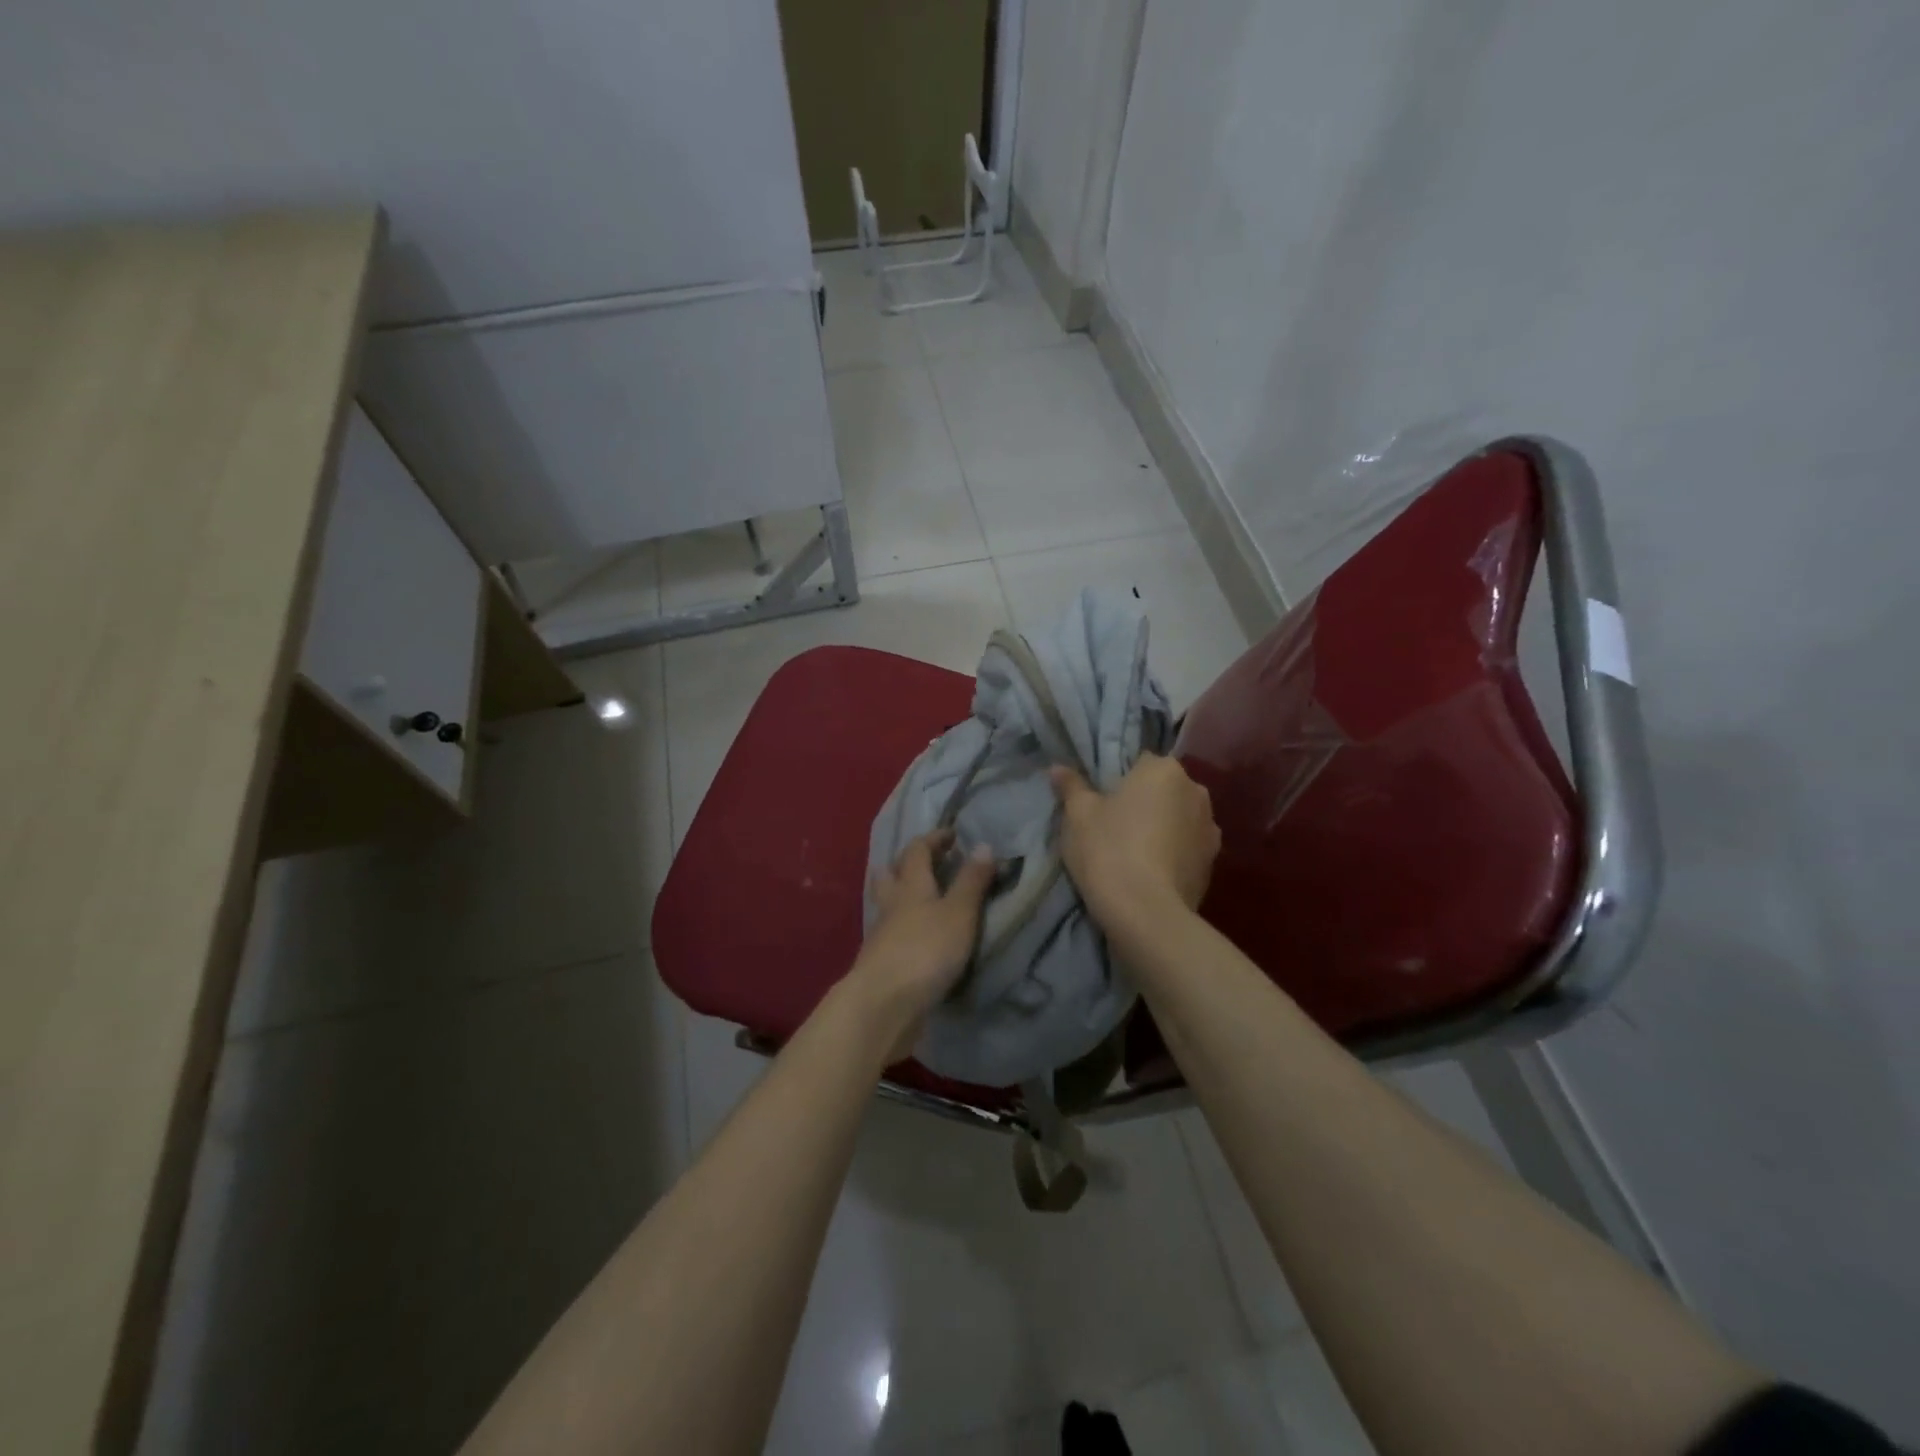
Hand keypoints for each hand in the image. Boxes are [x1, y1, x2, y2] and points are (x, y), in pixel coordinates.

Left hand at [844, 830, 996, 1061]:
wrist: (883, 1004)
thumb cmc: (925, 950)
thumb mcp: (959, 913)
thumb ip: (971, 881)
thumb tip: (983, 844)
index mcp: (911, 885)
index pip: (917, 850)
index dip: (934, 839)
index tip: (952, 834)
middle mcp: (891, 903)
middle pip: (891, 873)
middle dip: (907, 863)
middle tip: (928, 862)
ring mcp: (881, 934)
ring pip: (887, 903)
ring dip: (901, 895)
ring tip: (923, 899)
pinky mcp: (880, 962)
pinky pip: (890, 933)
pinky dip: (902, 927)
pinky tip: (917, 938)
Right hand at [1050, 754, 1220, 931]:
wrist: (1146, 913)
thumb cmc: (1108, 850)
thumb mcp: (1077, 815)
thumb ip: (1071, 787)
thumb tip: (1057, 768)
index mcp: (1163, 769)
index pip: (1139, 762)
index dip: (1119, 780)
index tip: (1102, 801)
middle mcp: (1195, 790)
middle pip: (1163, 789)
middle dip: (1145, 802)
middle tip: (1115, 826)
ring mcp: (1210, 828)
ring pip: (1178, 818)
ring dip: (1163, 827)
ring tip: (1135, 853)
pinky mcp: (1214, 863)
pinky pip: (1187, 847)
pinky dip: (1173, 853)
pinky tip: (1152, 872)